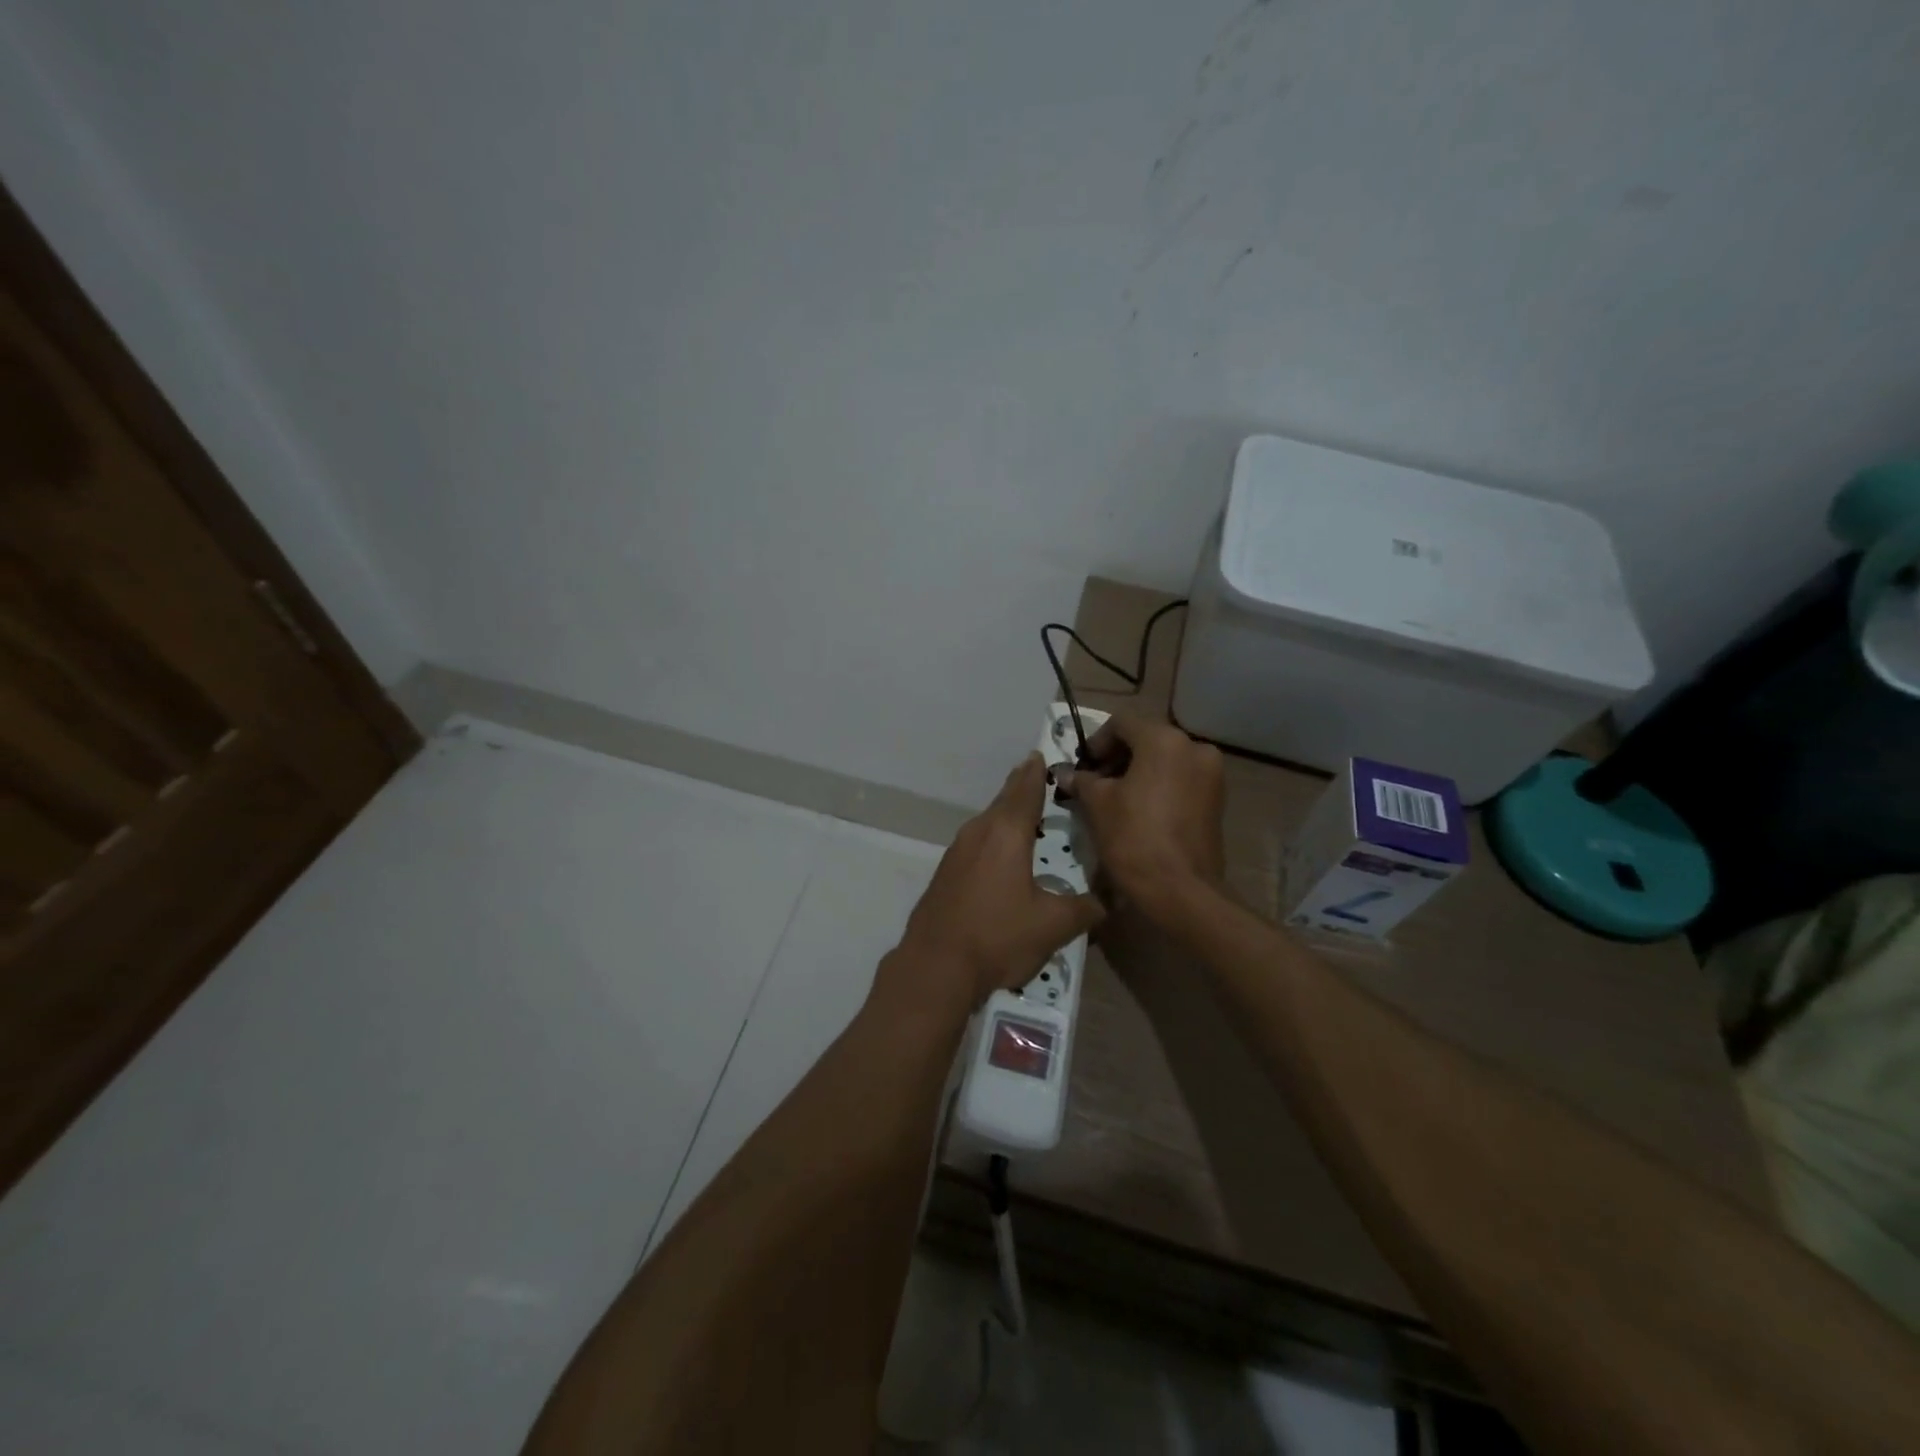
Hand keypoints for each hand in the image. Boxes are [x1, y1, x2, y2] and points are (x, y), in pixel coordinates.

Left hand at [885, 754, 1104, 1012]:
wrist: (935, 966)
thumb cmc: (998, 936)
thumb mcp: (1053, 925)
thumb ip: (1086, 908)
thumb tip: (1111, 901)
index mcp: (1006, 832)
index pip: (1025, 789)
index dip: (1037, 772)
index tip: (1042, 754)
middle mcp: (979, 832)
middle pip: (1004, 800)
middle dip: (1022, 787)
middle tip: (1039, 775)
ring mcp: (957, 851)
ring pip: (988, 820)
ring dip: (1007, 813)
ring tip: (1028, 814)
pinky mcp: (946, 872)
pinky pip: (977, 841)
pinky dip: (994, 836)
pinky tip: (1004, 854)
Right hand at [1055, 715, 1226, 928]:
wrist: (1181, 890)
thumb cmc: (1133, 838)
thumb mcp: (1097, 805)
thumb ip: (1082, 781)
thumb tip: (1067, 774)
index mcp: (1164, 740)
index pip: (1121, 723)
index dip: (1096, 742)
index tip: (1083, 767)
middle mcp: (1194, 748)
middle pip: (1146, 739)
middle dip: (1117, 758)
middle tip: (1094, 783)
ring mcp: (1211, 774)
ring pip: (1164, 760)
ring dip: (1137, 772)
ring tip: (1114, 800)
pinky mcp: (1216, 799)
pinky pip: (1180, 780)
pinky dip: (1158, 786)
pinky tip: (1138, 811)